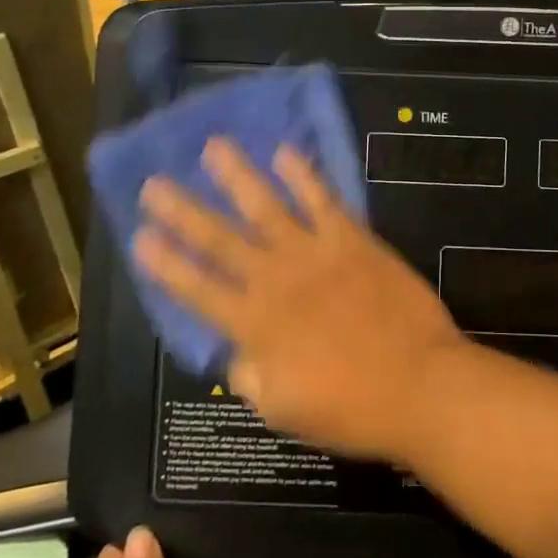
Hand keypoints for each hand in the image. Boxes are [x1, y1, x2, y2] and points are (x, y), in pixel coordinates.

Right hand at [133, 140, 468, 461]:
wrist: (419, 383)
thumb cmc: (351, 408)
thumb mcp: (284, 411)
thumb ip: (252, 377)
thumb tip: (236, 354)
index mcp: (255, 327)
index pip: (198, 290)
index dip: (166, 264)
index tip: (139, 237)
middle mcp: (277, 281)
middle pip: (220, 241)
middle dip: (184, 212)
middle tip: (154, 183)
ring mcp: (315, 254)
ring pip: (266, 207)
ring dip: (238, 177)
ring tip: (214, 147)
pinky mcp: (353, 240)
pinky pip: (323, 200)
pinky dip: (303, 175)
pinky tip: (286, 152)